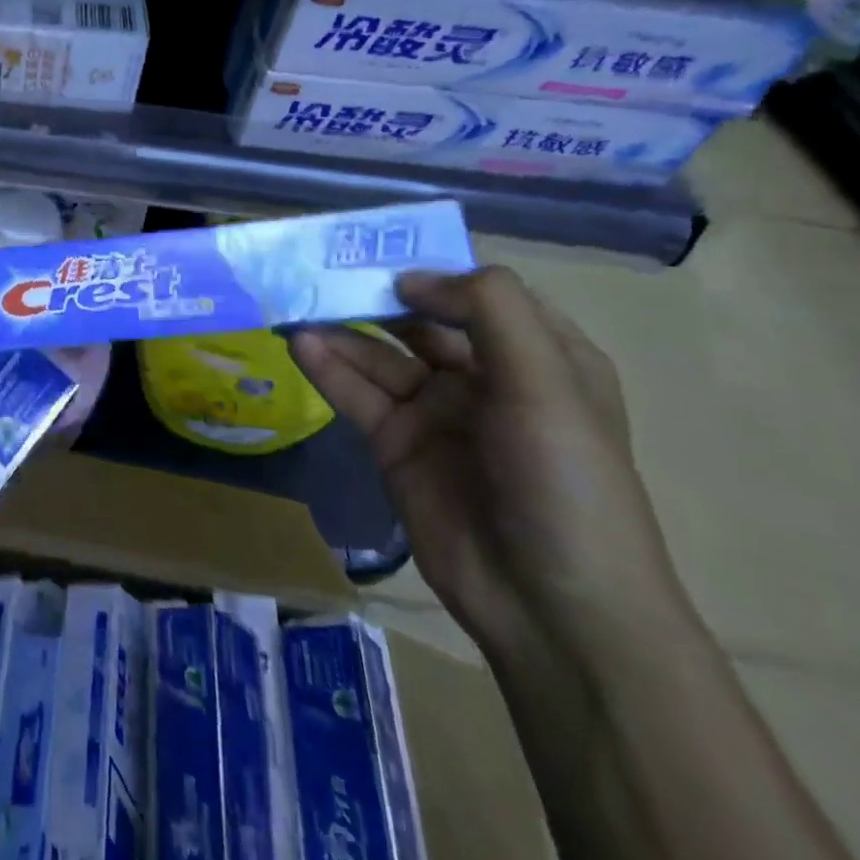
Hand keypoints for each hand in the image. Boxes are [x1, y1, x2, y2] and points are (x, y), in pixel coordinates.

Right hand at [290, 267, 688, 664]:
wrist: (552, 606)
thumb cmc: (565, 482)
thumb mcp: (546, 383)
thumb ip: (487, 310)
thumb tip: (410, 278)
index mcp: (538, 357)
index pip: (479, 293)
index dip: (432, 268)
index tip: (380, 253)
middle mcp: (485, 377)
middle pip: (418, 319)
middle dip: (373, 294)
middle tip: (318, 269)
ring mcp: (436, 412)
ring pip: (378, 355)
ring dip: (338, 329)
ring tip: (294, 303)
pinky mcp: (396, 444)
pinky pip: (357, 394)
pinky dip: (327, 367)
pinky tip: (299, 345)